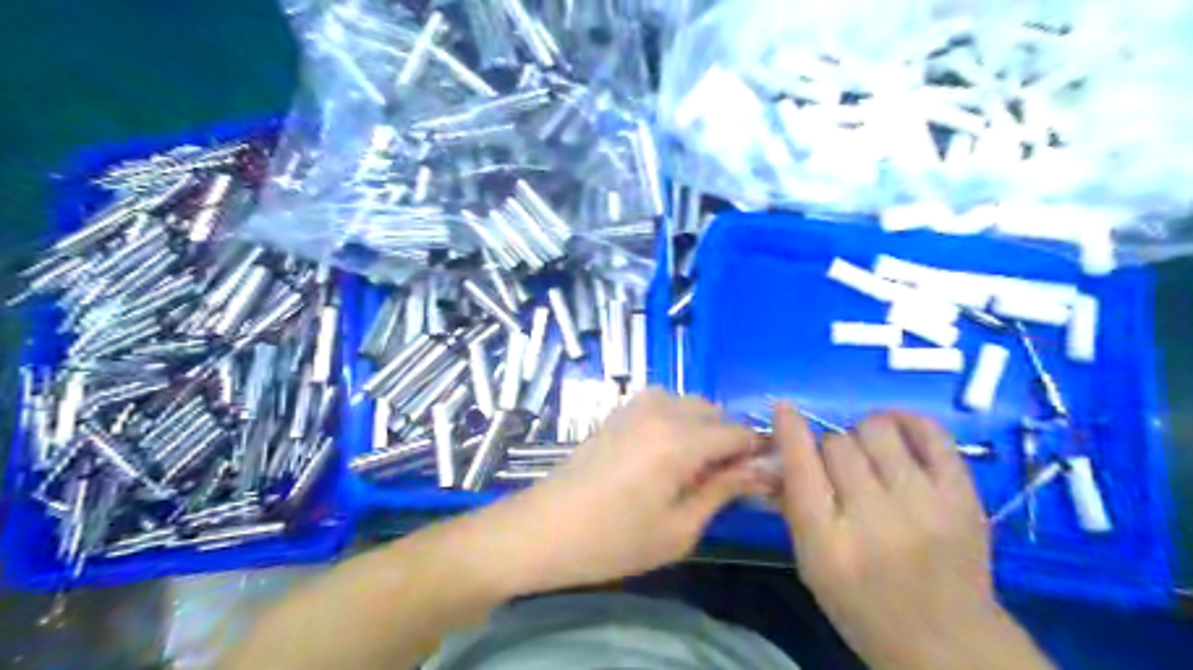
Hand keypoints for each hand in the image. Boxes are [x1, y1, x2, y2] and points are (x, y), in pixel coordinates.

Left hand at [497, 391, 768, 593]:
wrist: (545, 528)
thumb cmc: (613, 540)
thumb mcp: (679, 528)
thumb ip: (723, 491)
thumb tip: (760, 472)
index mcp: (680, 439)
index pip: (738, 433)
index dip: (759, 453)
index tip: (768, 477)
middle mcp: (661, 410)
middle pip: (715, 413)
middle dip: (731, 441)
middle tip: (728, 480)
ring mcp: (636, 406)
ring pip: (690, 404)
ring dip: (705, 429)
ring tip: (697, 469)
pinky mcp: (619, 411)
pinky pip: (664, 404)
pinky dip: (680, 421)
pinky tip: (669, 455)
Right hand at [776, 406, 1046, 666]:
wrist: (950, 645)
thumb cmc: (864, 607)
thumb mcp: (811, 565)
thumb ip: (794, 506)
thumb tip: (780, 448)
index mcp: (829, 543)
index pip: (801, 467)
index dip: (789, 430)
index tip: (783, 408)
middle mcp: (875, 518)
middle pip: (837, 444)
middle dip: (829, 449)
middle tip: (838, 467)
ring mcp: (924, 504)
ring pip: (877, 430)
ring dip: (863, 434)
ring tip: (869, 453)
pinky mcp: (962, 496)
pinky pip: (930, 432)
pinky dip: (907, 421)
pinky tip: (897, 432)